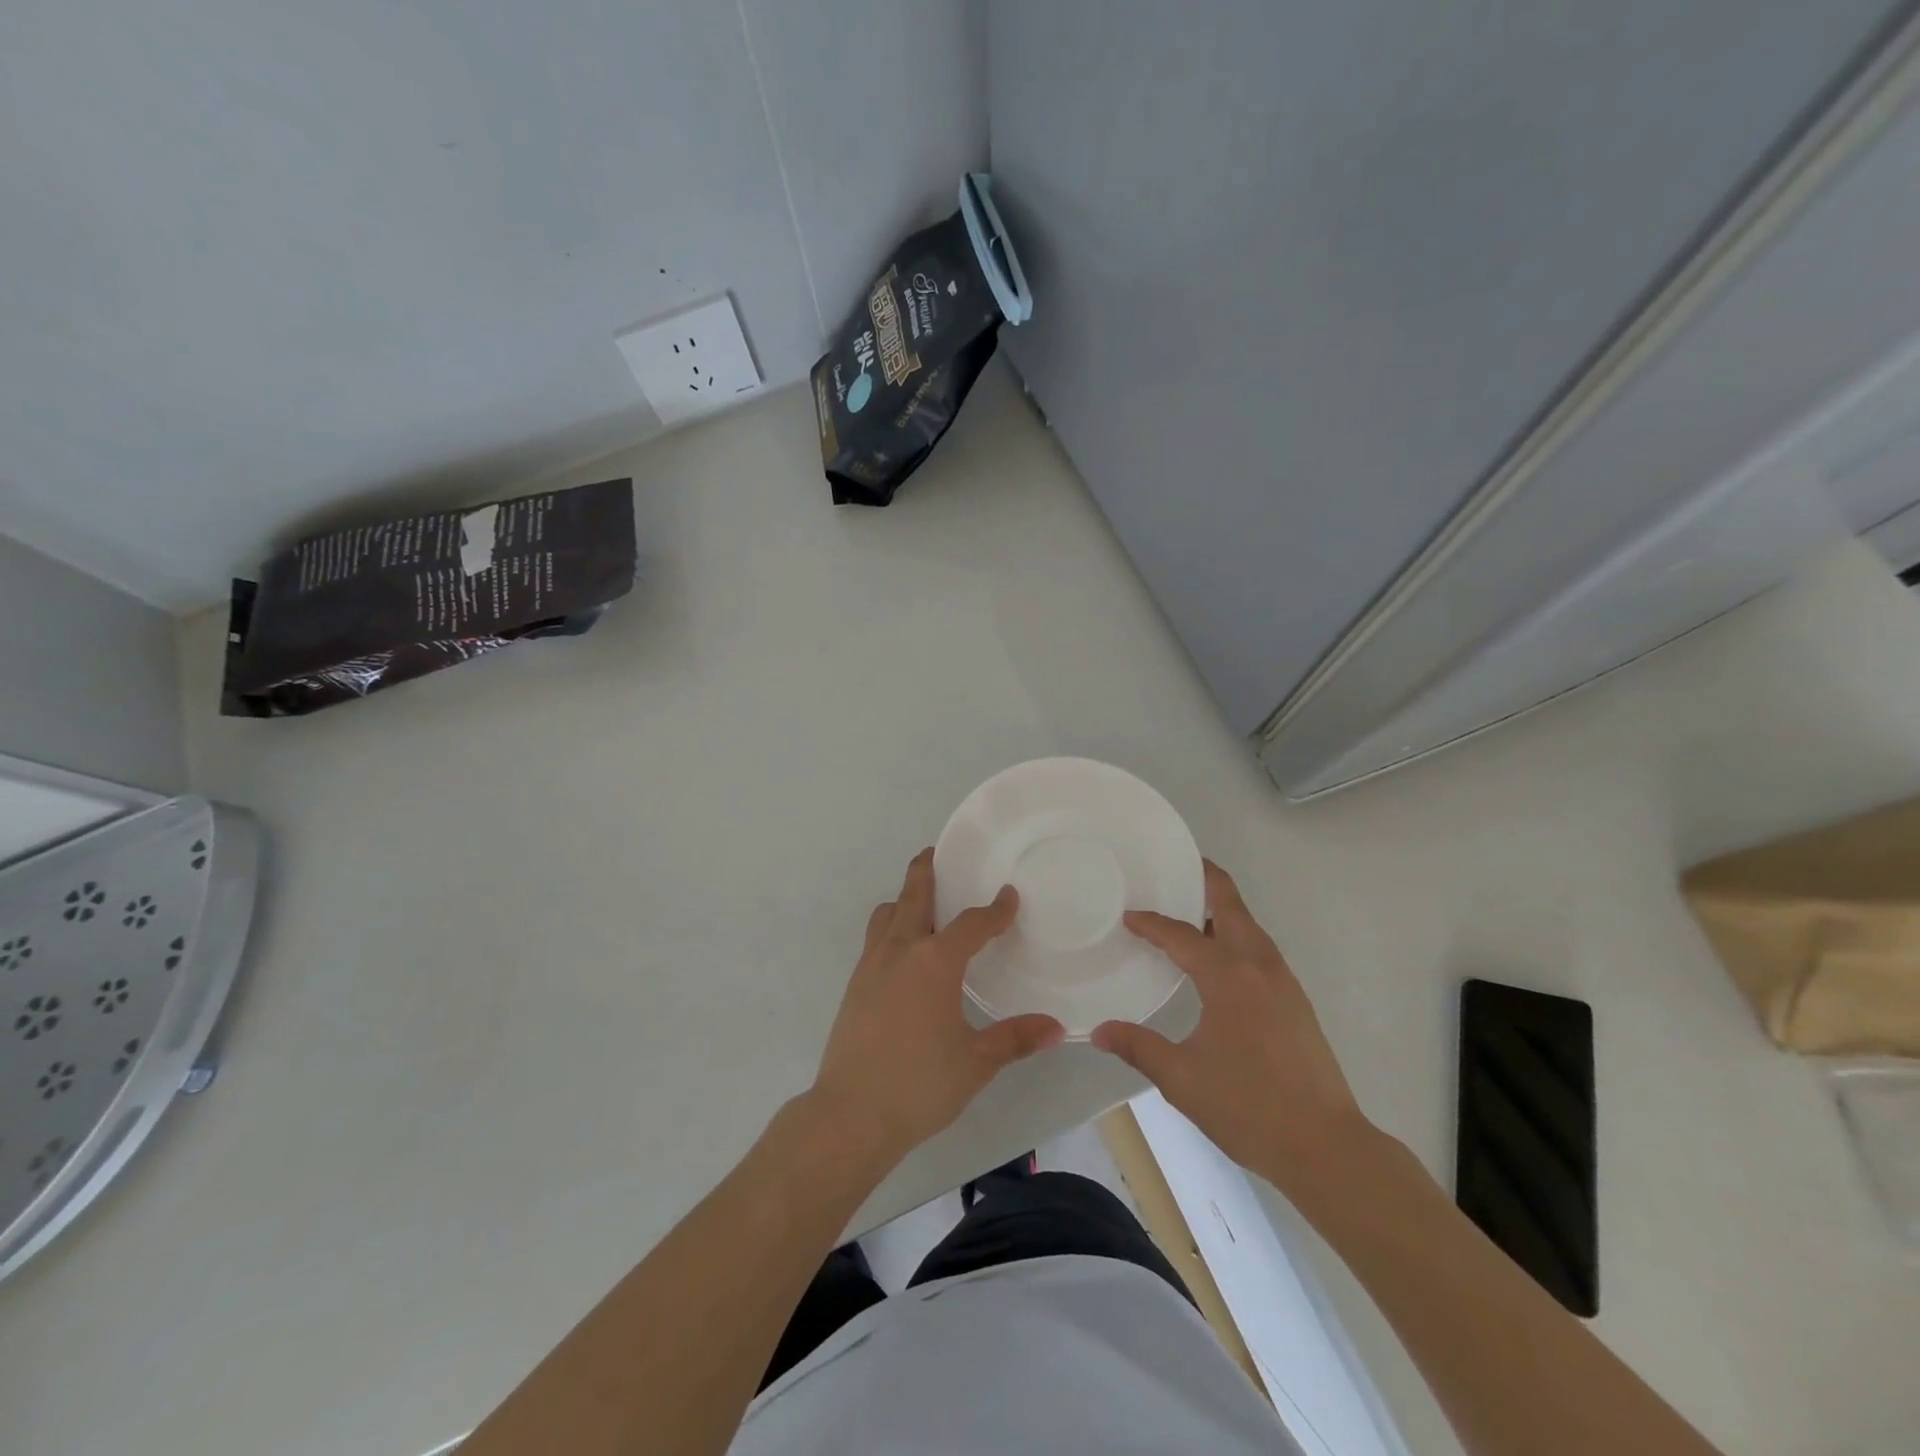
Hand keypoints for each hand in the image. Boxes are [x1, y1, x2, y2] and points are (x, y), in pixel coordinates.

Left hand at [810, 849, 1065, 1164]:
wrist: (850, 1114)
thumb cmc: (918, 1085)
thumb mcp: (975, 1063)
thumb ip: (1015, 1039)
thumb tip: (1056, 1028)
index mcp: (935, 963)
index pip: (971, 924)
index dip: (994, 909)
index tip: (1008, 896)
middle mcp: (900, 952)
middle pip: (913, 896)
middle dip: (926, 871)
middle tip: (937, 853)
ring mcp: (871, 966)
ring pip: (887, 914)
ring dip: (904, 899)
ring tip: (922, 902)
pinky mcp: (854, 985)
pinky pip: (875, 939)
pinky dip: (891, 927)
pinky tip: (904, 953)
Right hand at [1091, 861, 1371, 1189]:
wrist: (1327, 1146)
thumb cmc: (1249, 1106)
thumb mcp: (1182, 1079)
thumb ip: (1138, 1047)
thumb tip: (1098, 1031)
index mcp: (1228, 976)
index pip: (1181, 935)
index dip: (1152, 923)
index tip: (1128, 917)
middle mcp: (1258, 966)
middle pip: (1231, 905)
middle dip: (1205, 879)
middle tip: (1176, 867)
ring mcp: (1283, 982)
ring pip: (1249, 926)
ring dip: (1221, 910)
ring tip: (1188, 912)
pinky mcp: (1295, 1001)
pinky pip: (1259, 950)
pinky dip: (1235, 936)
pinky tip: (1217, 962)